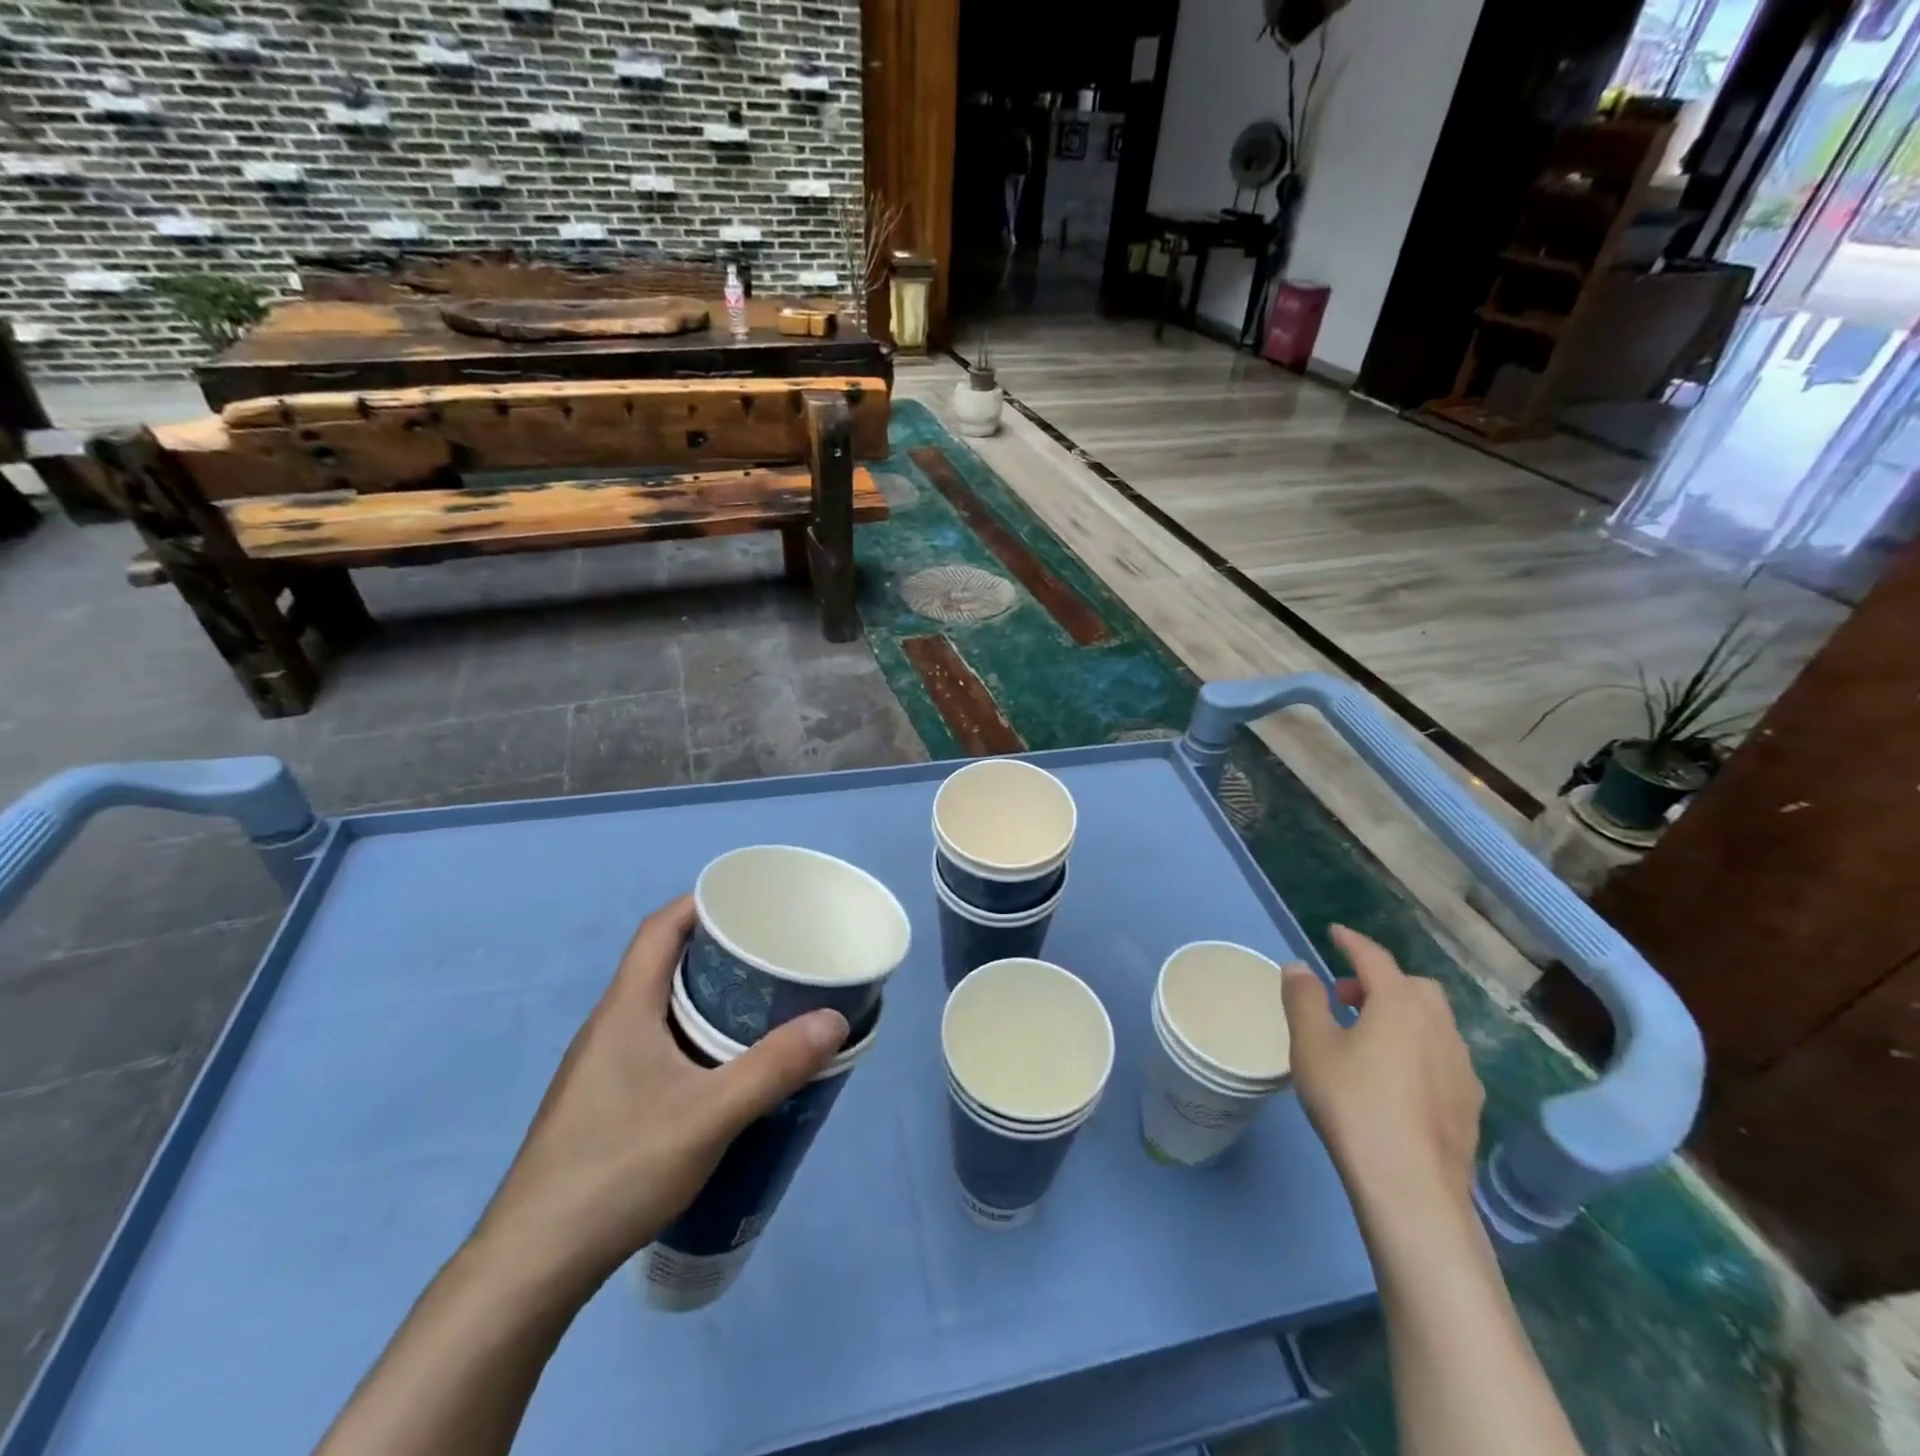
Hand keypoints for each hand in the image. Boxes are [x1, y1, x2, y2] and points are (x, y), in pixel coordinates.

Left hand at [468, 896, 847, 1296]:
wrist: (531, 1266)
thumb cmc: (617, 1169)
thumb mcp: (708, 1116)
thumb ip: (773, 1067)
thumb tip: (834, 1019)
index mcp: (624, 1009)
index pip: (660, 928)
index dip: (701, 902)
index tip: (750, 902)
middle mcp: (608, 1026)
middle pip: (662, 963)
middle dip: (717, 949)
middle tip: (771, 954)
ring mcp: (601, 1067)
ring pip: (659, 1007)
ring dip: (706, 995)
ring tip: (759, 1003)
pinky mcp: (603, 1102)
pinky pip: (655, 1043)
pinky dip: (693, 1035)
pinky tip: (722, 1068)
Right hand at [1281, 925, 1483, 1226]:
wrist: (1411, 1187)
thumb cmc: (1353, 1104)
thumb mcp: (1311, 1046)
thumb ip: (1304, 999)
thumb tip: (1299, 967)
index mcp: (1400, 1004)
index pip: (1374, 958)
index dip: (1352, 942)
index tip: (1334, 932)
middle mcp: (1439, 1026)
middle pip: (1413, 986)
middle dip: (1380, 981)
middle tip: (1346, 999)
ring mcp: (1461, 1066)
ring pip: (1433, 1021)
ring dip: (1401, 1015)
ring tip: (1368, 1038)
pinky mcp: (1470, 1103)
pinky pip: (1442, 1055)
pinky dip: (1418, 1047)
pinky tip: (1396, 1078)